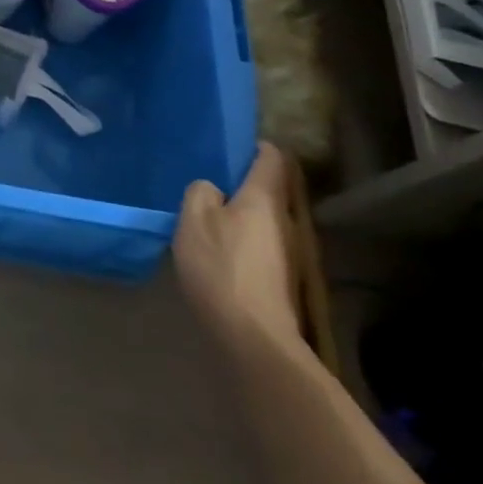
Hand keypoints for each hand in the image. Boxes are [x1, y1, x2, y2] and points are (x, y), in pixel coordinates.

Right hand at [172, 143, 302, 353]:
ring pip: (264, 220)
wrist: (252, 336)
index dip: (255, 146)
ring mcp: (288, 252)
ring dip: (242, 215)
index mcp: (265, 197)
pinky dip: (242, 241)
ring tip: (209, 218)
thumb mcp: (194, 219)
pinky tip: (218, 252)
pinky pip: (260, 245)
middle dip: (244, 183)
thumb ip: (200, 193)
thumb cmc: (222, 266)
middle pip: (269, 190)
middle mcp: (285, 219)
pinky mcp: (281, 279)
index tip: (232, 146)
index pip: (272, 157)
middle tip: (211, 182)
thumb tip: (213, 190)